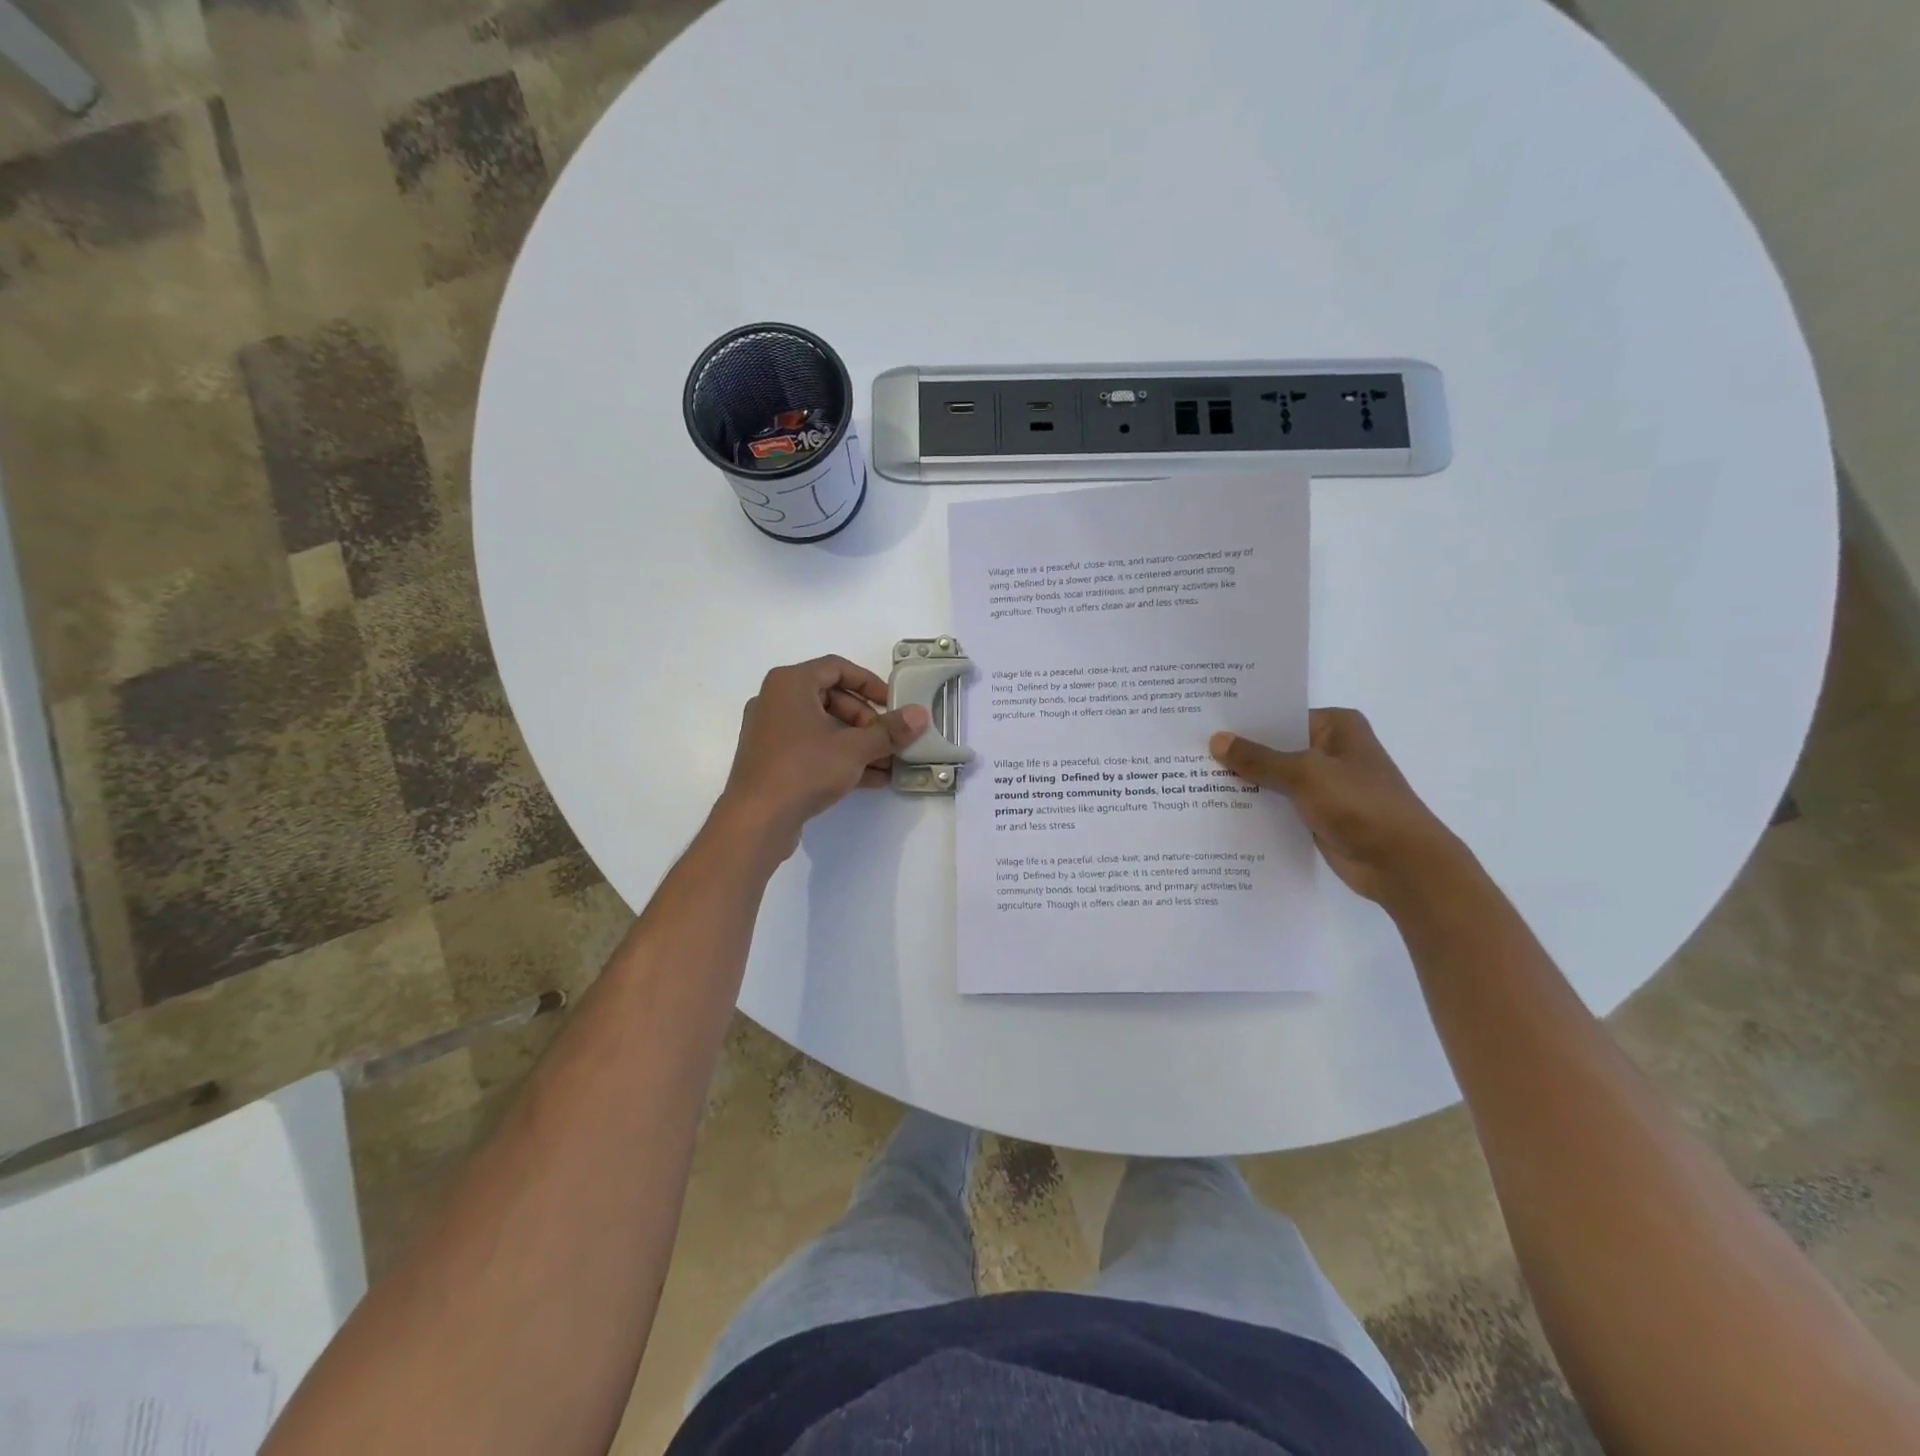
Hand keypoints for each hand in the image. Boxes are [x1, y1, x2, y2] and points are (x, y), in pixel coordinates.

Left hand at [716, 656, 928, 861]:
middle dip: (867, 721)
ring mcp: (771, 732)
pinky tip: (872, 779)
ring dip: (858, 743)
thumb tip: (919, 715)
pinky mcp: (772, 760)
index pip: (837, 668)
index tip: (893, 704)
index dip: (870, 683)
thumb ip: (889, 730)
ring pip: (824, 728)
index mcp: (790, 683)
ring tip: (889, 764)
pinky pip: (812, 749)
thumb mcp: (854, 748)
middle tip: (890, 740)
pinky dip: (840, 758)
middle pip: (832, 699)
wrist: (757, 819)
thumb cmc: (804, 768)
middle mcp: (776, 700)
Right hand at [1209, 709, 1465, 902]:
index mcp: (1336, 727)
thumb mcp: (1304, 774)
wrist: (1401, 863)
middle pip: (1274, 747)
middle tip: (1188, 752)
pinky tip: (1219, 809)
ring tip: (1193, 779)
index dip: (1243, 721)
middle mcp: (1330, 750)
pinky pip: (1279, 804)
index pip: (1279, 715)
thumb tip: (1217, 740)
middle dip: (1238, 753)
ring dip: (1244, 782)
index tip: (1202, 723)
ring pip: (1274, 778)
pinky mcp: (1318, 814)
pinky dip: (1256, 806)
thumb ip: (1259, 758)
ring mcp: (1324, 784)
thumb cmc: (1359, 804)